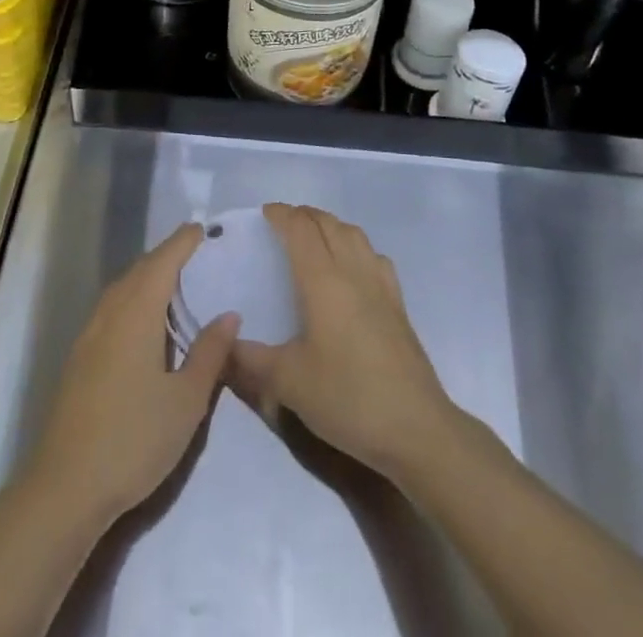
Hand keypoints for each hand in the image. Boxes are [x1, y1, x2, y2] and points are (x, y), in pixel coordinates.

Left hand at [27, 223, 238, 527]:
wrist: (65, 487)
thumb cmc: (134, 438)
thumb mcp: (186, 401)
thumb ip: (209, 353)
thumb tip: (229, 314)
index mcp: (137, 312)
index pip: (163, 261)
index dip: (183, 242)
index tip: (202, 228)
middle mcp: (110, 312)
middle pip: (140, 270)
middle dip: (166, 256)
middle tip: (194, 253)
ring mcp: (89, 335)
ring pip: (122, 289)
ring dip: (147, 278)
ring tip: (173, 284)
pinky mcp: (79, 358)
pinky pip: (111, 310)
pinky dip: (132, 300)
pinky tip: (144, 324)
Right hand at [229, 204, 457, 483]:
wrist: (416, 429)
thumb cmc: (348, 397)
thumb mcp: (289, 383)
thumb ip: (251, 361)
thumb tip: (225, 344)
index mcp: (324, 281)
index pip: (301, 230)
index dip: (282, 215)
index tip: (265, 214)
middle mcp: (354, 272)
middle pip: (329, 224)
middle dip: (305, 216)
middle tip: (284, 224)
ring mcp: (381, 287)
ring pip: (355, 235)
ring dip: (331, 226)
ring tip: (315, 239)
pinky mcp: (399, 306)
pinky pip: (375, 258)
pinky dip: (357, 248)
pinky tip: (353, 269)